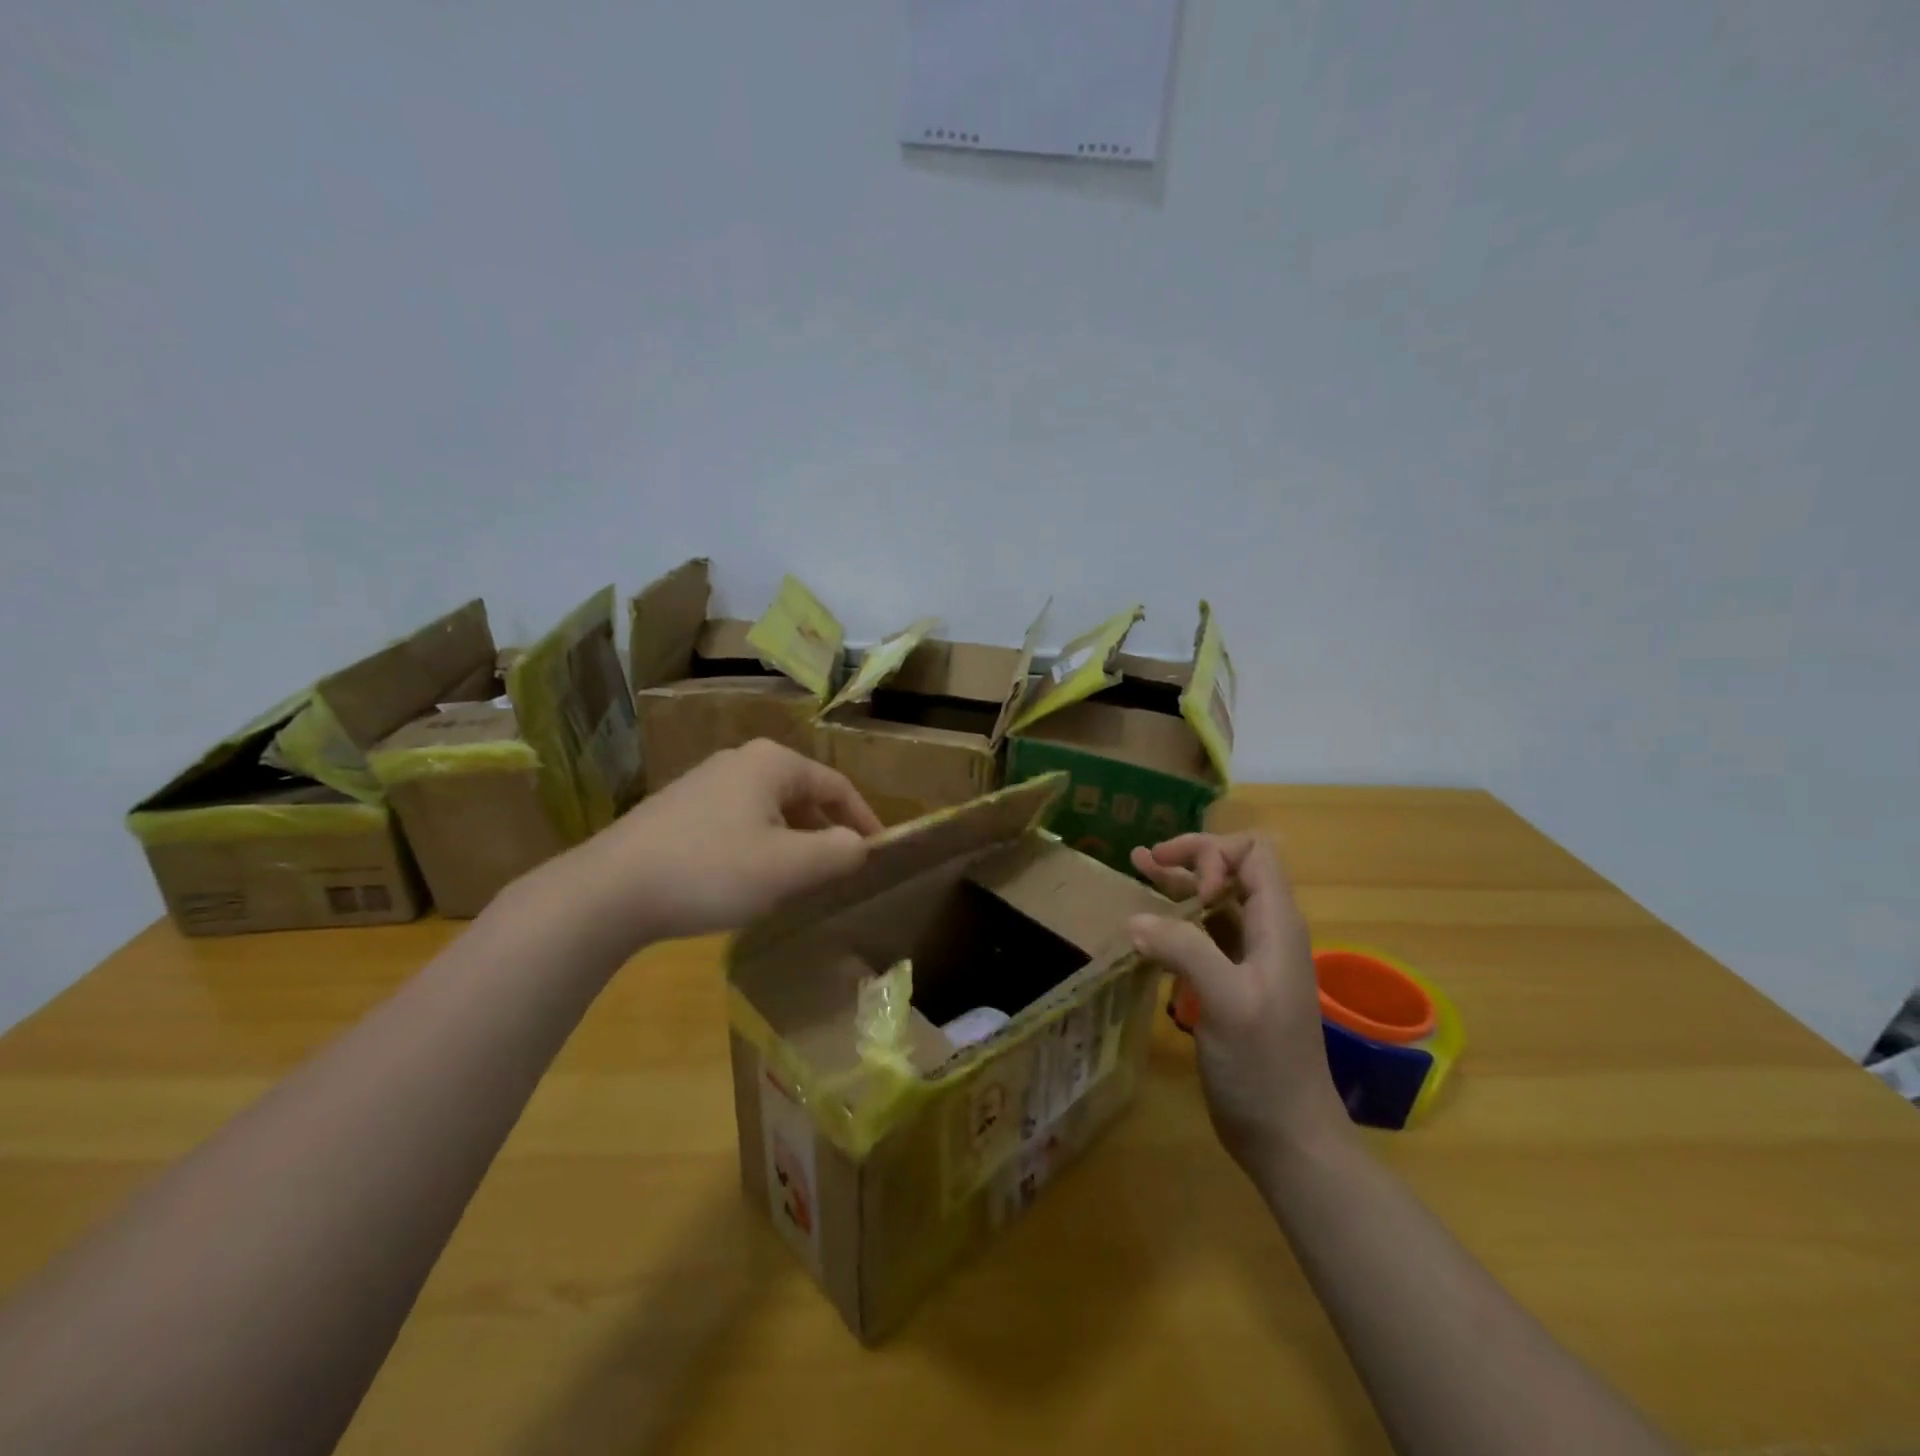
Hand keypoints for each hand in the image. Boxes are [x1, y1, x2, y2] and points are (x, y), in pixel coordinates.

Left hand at [556, 739, 883, 950]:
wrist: (609, 890)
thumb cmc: (711, 870)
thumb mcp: (788, 868)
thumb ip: (838, 853)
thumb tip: (860, 845)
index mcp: (772, 763)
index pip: (837, 786)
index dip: (864, 820)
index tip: (879, 853)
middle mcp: (740, 761)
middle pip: (803, 795)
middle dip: (826, 833)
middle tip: (838, 872)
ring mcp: (704, 783)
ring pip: (770, 811)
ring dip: (792, 842)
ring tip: (798, 881)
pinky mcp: (679, 810)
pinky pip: (738, 822)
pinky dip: (759, 846)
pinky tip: (748, 880)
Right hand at [1127, 834, 1347, 1176]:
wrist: (1287, 1136)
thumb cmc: (1265, 1067)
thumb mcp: (1226, 1002)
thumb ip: (1185, 950)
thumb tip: (1135, 919)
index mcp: (1277, 926)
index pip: (1254, 854)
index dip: (1216, 856)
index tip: (1188, 893)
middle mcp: (1266, 933)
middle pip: (1232, 869)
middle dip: (1191, 857)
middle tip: (1145, 862)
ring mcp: (1249, 959)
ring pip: (1215, 900)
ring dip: (1179, 882)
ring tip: (1138, 867)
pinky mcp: (1231, 983)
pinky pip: (1204, 934)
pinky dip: (1176, 919)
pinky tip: (1148, 923)